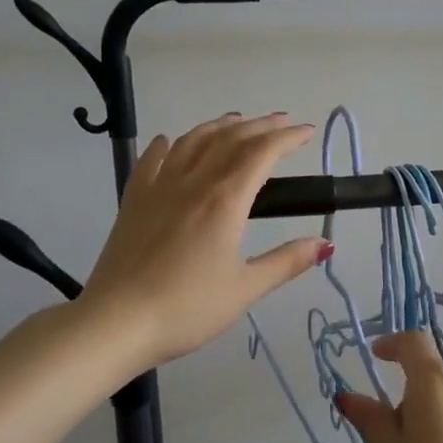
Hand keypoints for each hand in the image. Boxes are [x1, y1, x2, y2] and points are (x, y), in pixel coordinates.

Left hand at [79, 113, 327, 372]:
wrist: (116, 321)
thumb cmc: (187, 308)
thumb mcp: (245, 290)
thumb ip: (286, 262)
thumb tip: (325, 244)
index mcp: (225, 200)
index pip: (262, 153)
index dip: (288, 138)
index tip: (307, 132)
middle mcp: (193, 182)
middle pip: (230, 139)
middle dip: (260, 125)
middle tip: (282, 121)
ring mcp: (159, 187)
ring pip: (193, 141)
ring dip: (219, 126)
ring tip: (237, 121)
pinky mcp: (134, 200)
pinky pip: (152, 160)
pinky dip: (168, 144)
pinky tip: (172, 141)